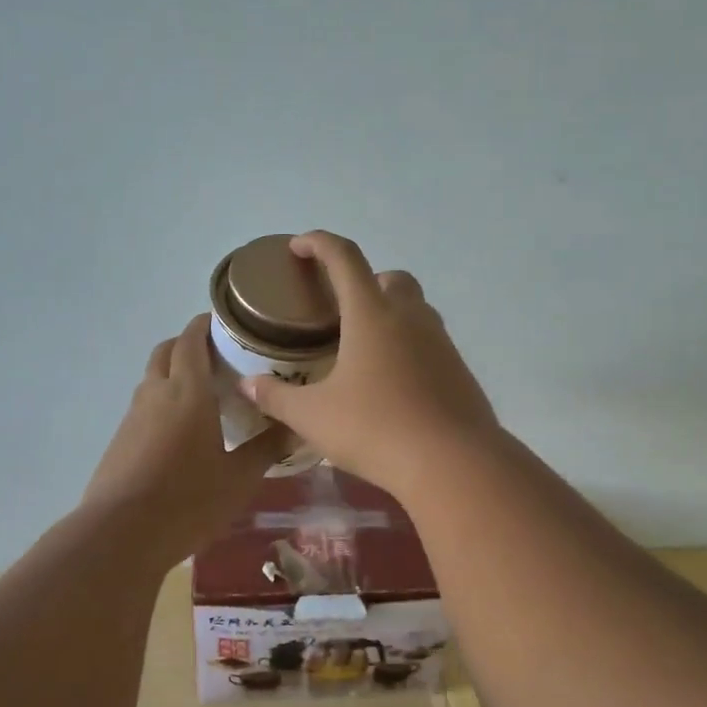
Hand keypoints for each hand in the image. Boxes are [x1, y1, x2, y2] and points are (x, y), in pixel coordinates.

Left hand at [83, 314, 289, 555]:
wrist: (120, 535)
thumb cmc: (188, 501)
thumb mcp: (239, 478)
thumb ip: (266, 448)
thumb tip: (295, 426)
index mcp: (187, 392)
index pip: (191, 340)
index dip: (205, 324)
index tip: (226, 322)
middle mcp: (155, 394)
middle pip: (166, 351)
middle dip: (188, 344)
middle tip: (219, 357)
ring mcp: (132, 418)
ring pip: (153, 379)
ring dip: (174, 374)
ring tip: (204, 395)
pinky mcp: (120, 441)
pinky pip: (144, 408)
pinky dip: (163, 403)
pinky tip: (182, 433)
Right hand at [239, 232, 499, 498]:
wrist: (453, 463)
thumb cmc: (375, 429)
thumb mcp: (313, 417)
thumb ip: (277, 397)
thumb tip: (248, 385)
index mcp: (372, 315)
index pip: (344, 259)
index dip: (318, 243)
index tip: (299, 246)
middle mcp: (411, 318)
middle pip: (390, 278)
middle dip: (364, 281)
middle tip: (339, 309)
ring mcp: (441, 343)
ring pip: (415, 309)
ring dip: (390, 313)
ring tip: (363, 348)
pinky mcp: (459, 371)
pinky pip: (431, 343)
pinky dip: (409, 347)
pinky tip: (392, 383)